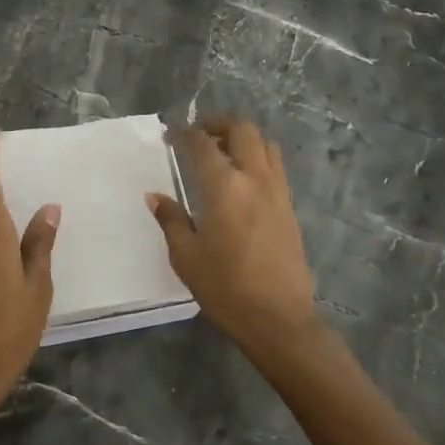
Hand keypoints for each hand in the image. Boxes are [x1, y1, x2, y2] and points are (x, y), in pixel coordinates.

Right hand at [148, 118, 319, 363]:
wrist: (279, 319)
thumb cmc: (226, 289)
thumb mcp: (186, 257)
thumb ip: (171, 220)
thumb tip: (155, 196)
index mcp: (225, 188)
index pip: (203, 145)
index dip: (184, 134)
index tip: (170, 134)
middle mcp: (255, 179)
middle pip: (243, 131)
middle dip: (219, 124)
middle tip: (199, 133)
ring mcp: (278, 192)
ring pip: (265, 145)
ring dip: (242, 139)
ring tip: (222, 151)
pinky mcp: (289, 208)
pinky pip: (275, 167)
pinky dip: (258, 158)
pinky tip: (242, 179)